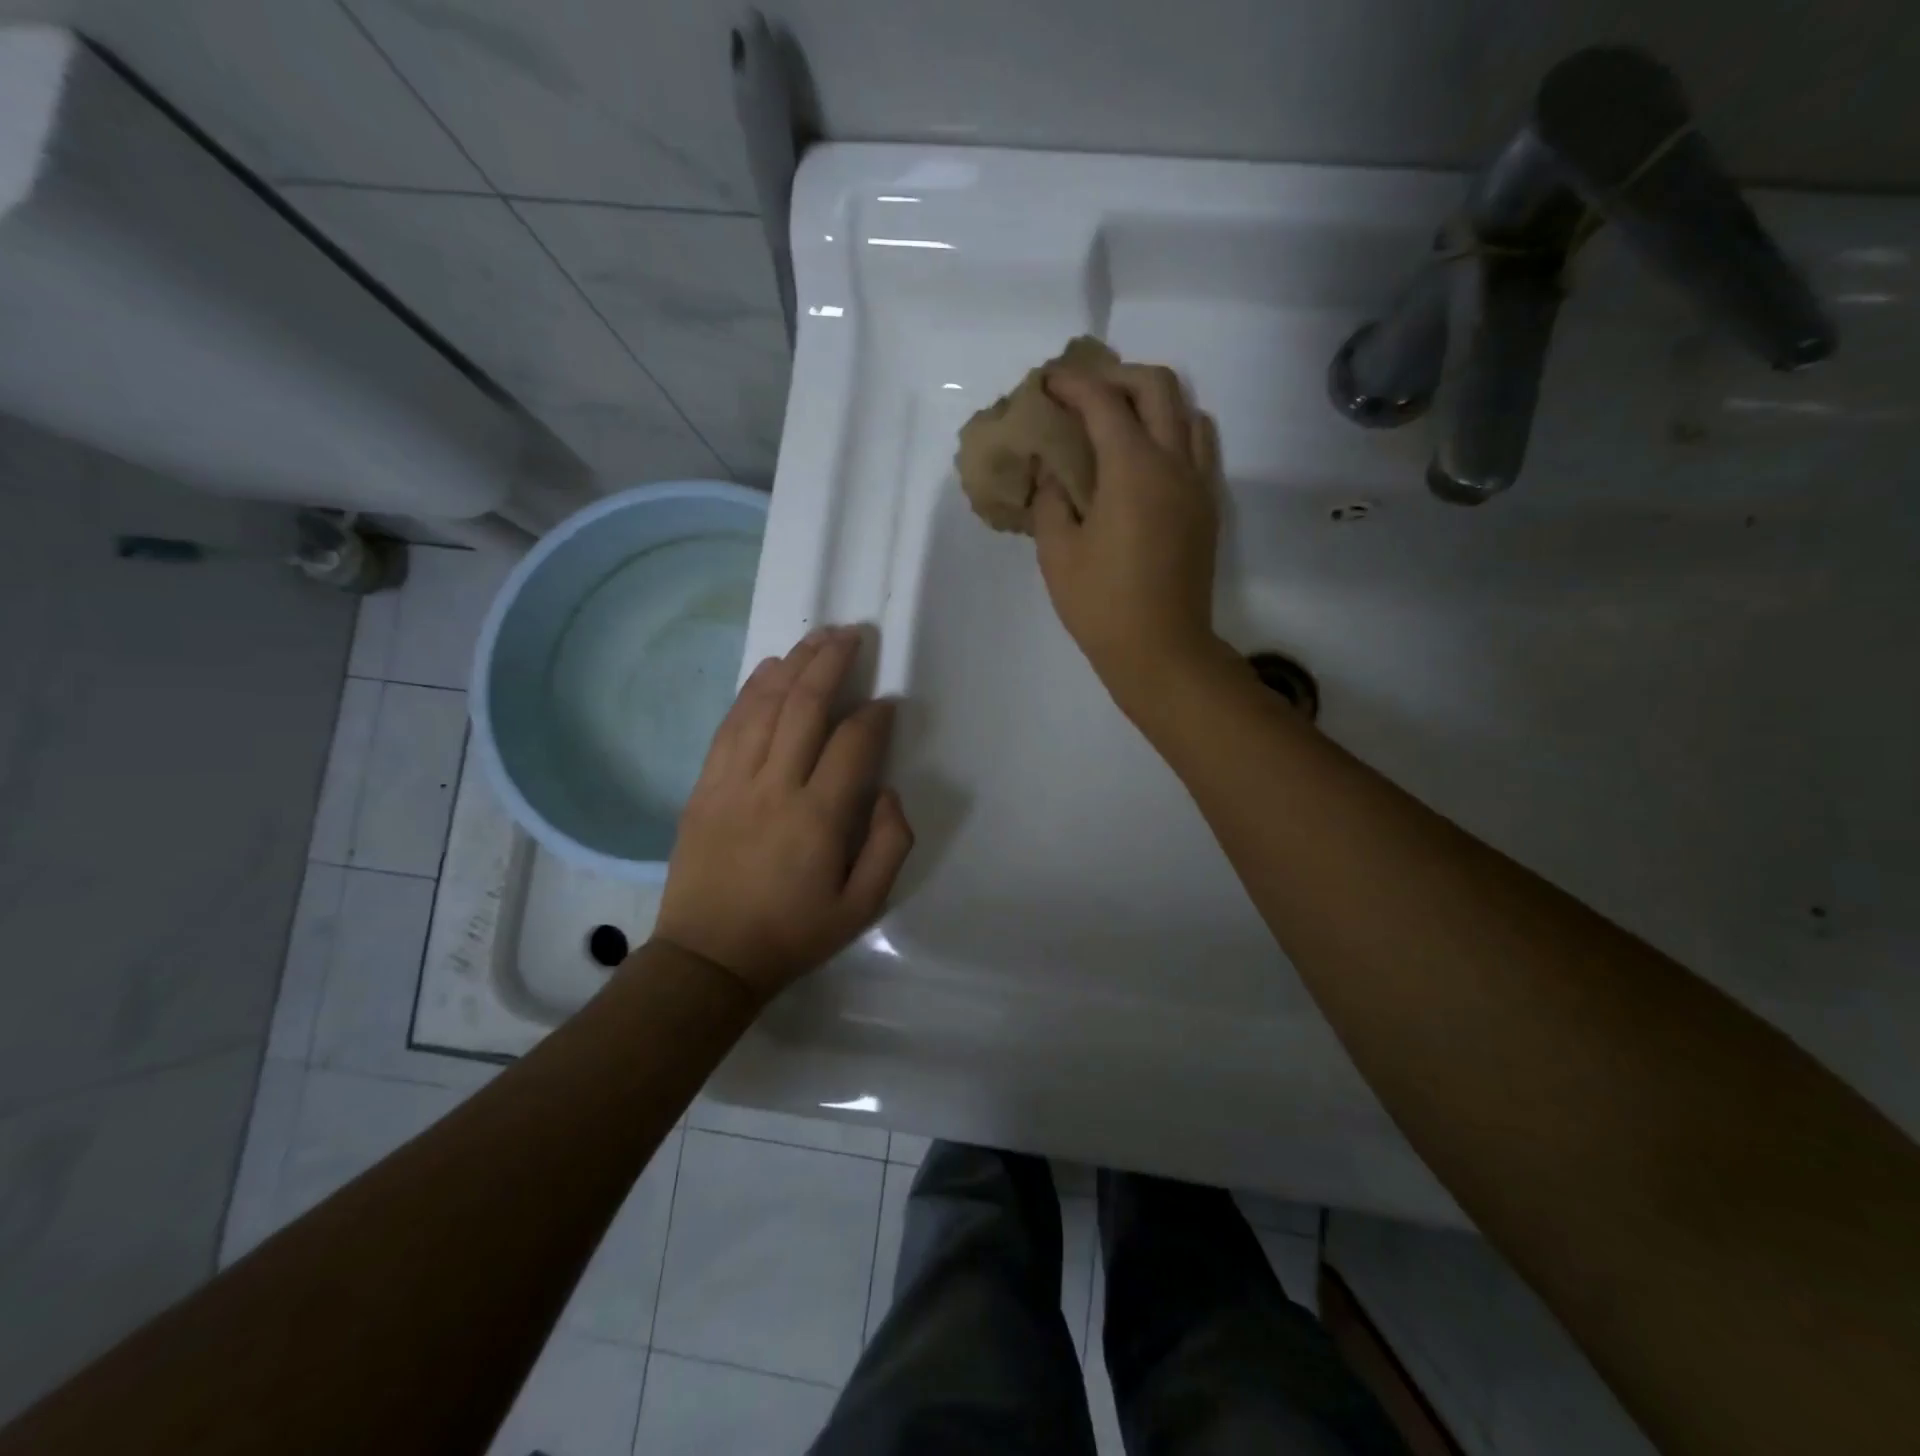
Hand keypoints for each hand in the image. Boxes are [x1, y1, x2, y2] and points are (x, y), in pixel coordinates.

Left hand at [654, 627, 913, 1000]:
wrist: (709, 958)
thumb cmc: (793, 934)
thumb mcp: (862, 907)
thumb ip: (889, 845)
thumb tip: (887, 790)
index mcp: (819, 818)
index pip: (853, 744)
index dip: (875, 716)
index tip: (888, 703)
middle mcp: (775, 787)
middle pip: (805, 706)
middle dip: (832, 663)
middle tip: (854, 634)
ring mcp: (732, 782)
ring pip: (765, 705)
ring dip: (794, 665)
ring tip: (818, 638)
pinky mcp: (704, 785)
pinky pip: (730, 725)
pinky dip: (751, 690)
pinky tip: (769, 668)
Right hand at [1032, 363, 1223, 708]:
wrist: (1162, 649)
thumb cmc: (1101, 604)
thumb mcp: (1057, 552)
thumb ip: (1050, 499)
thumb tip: (1054, 471)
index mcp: (1132, 469)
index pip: (1103, 402)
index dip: (1072, 384)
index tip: (1048, 383)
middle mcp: (1174, 462)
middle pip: (1157, 387)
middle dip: (1117, 376)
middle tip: (1084, 393)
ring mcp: (1198, 483)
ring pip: (1187, 411)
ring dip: (1152, 400)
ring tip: (1119, 419)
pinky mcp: (1208, 507)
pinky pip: (1199, 445)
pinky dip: (1174, 430)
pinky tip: (1146, 455)